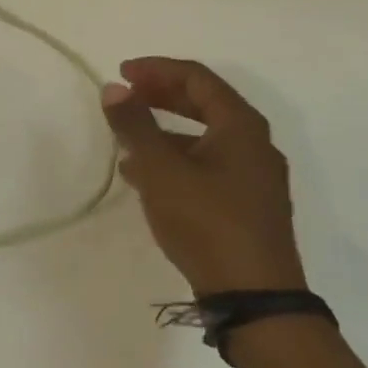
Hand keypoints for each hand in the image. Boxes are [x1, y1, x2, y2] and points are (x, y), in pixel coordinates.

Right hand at [100, 57, 304, 295]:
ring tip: (126, 139)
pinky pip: (207, 164)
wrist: (254, 299)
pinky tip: (145, 176)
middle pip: (203, 103)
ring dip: (163, 129)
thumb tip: (113, 88)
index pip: (197, 78)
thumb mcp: (160, 169)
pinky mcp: (247, 204)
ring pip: (203, 136)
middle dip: (160, 95)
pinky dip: (175, 158)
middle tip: (125, 96)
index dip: (156, 69)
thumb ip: (134, 125)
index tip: (121, 73)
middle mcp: (254, 144)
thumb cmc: (207, 221)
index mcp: (241, 126)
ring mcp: (254, 176)